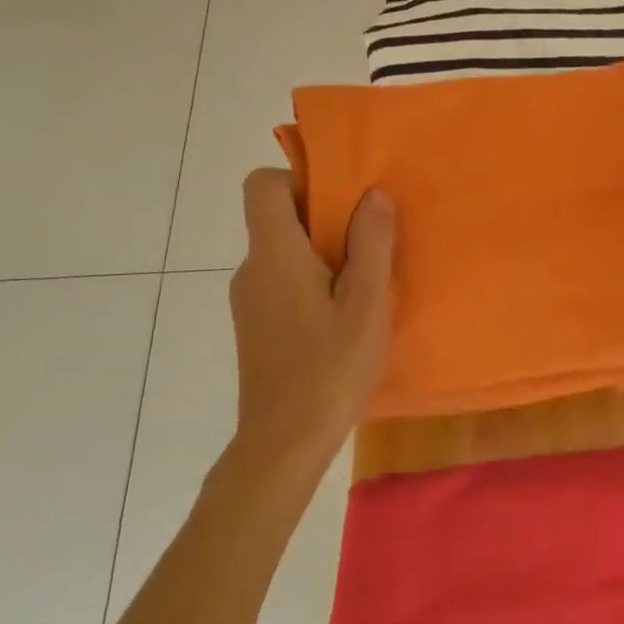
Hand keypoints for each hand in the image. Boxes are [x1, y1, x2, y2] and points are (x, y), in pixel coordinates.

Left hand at [228, 169, 394, 465]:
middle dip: (324, 218)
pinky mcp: (256, 327)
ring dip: (322, 253)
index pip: (262, 185)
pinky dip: (312, 281)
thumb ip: (371, 242)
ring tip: (365, 281)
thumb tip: (373, 194)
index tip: (340, 199)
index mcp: (274, 254)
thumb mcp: (366, 302)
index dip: (299, 178)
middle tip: (370, 240)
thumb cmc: (329, 368)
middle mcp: (252, 270)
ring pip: (284, 252)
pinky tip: (344, 315)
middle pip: (277, 217)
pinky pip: (282, 281)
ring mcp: (249, 301)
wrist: (283, 444)